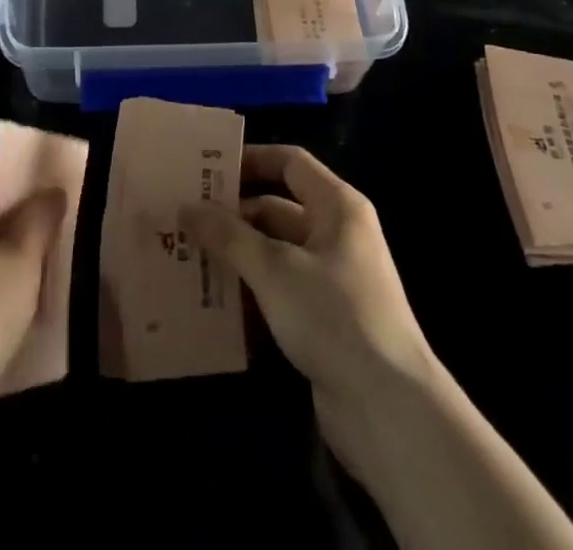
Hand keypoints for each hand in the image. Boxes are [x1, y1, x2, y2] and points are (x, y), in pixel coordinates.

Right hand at [183, 146, 437, 480]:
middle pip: (276, 210)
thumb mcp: (275, 270)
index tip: (206, 169)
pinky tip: (211, 302)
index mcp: (337, 207)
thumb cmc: (335, 317)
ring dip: (235, 257)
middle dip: (231, 217)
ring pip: (274, 254)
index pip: (290, 163)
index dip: (251, 159)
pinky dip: (249, 293)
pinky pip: (278, 292)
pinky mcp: (324, 320)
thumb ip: (229, 236)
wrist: (391, 412)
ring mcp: (331, 280)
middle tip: (182, 219)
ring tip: (186, 257)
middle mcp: (337, 235)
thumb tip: (187, 207)